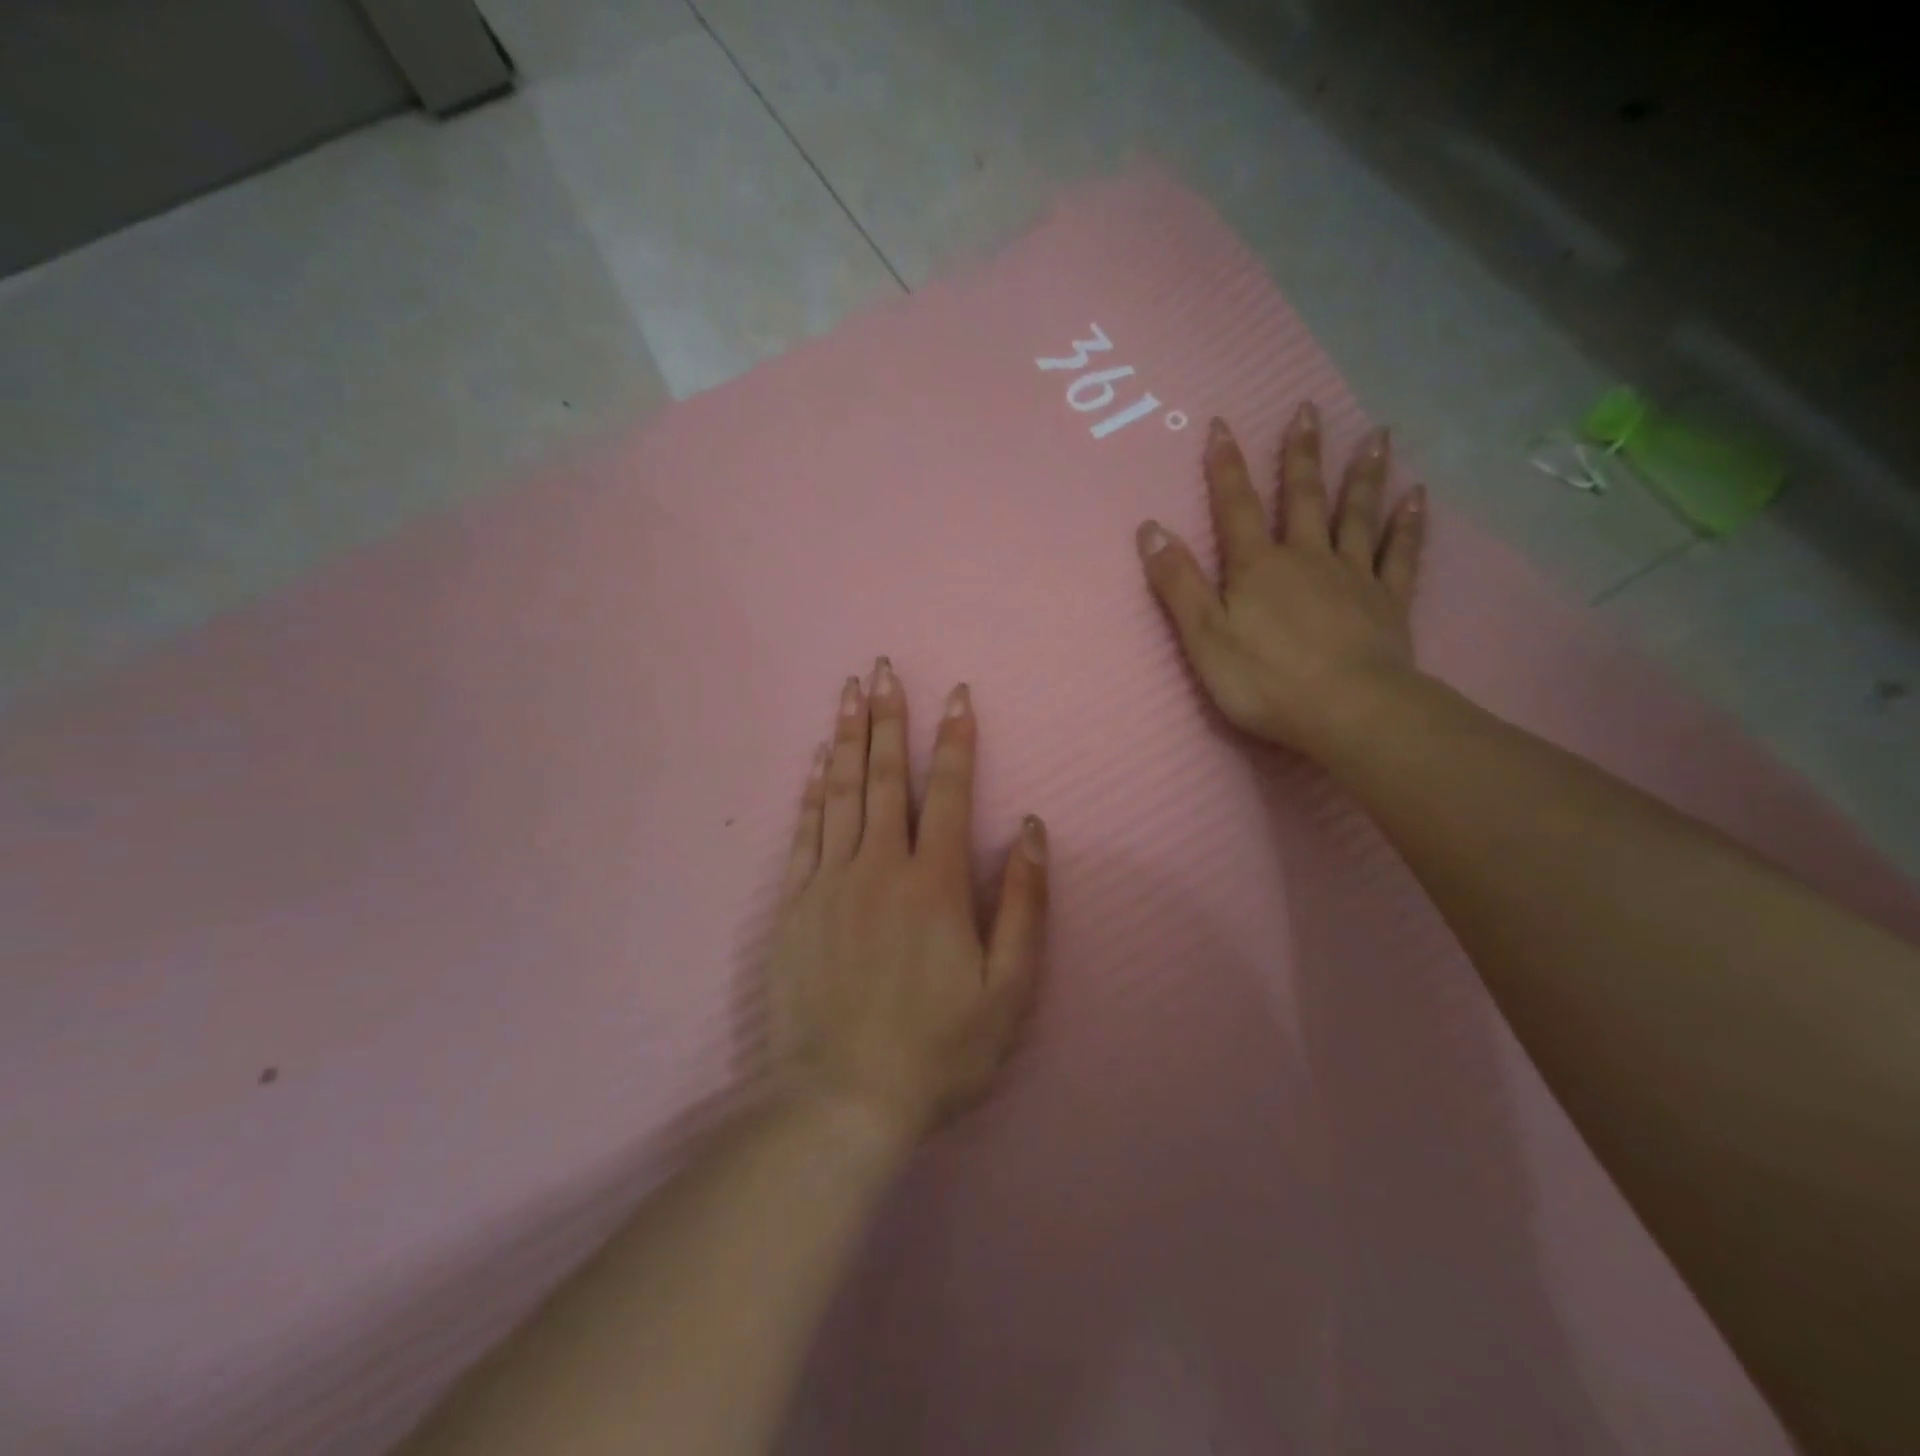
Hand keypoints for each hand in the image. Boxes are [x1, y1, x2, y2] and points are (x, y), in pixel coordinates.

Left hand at [765, 661, 1048, 1145]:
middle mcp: (879, 867)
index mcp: (933, 884)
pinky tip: (819, 758)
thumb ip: (1022, 903)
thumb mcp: (1008, 990)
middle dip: (890, 717)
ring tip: (850, 691)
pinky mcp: (792, 905)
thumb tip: (1028, 828)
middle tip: (884, 667)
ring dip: (850, 737)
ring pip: (842, 792)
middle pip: (886, 777)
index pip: (947, 792)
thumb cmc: (939, 1051)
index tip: (957, 694)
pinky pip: (804, 831)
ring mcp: (829, 882)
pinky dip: (813, 788)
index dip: (955, 739)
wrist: (842, 1100)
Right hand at [1135, 403, 1427, 752]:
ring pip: (1356, 515)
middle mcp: (1307, 558)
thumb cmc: (1266, 680)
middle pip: (1303, 498)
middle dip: (1300, 454)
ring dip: (1363, 475)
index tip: (1221, 425)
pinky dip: (1408, 525)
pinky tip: (1417, 497)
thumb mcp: (1204, 636)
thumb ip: (1178, 583)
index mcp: (1258, 567)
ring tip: (1376, 435)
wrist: (1349, 711)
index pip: (1236, 507)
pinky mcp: (1388, 602)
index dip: (1226, 467)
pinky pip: (1401, 554)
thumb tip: (1150, 529)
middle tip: (1308, 409)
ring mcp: (1353, 576)